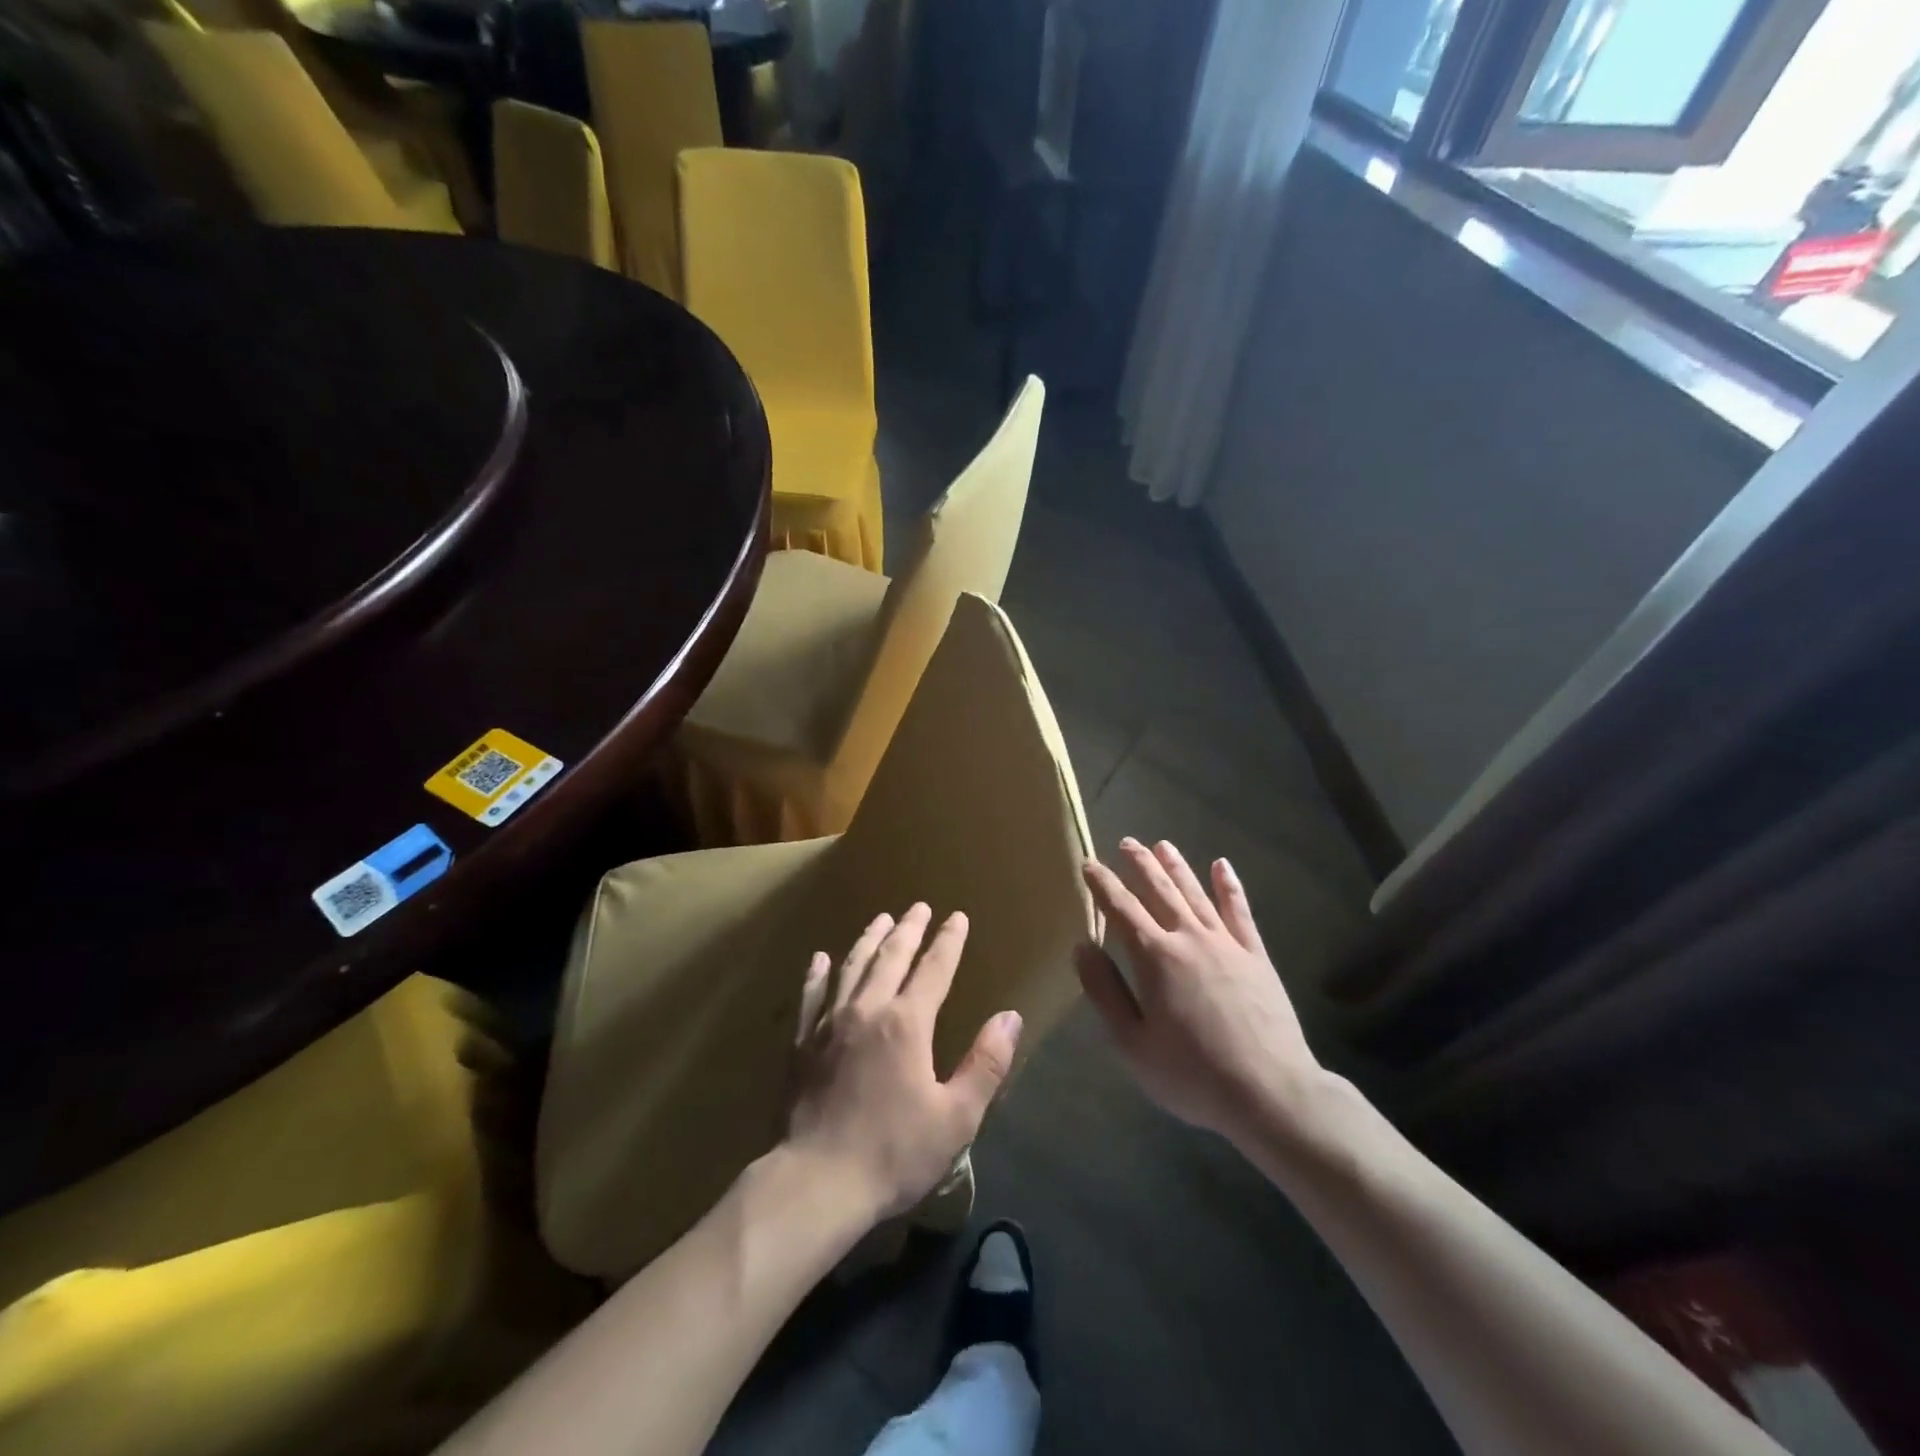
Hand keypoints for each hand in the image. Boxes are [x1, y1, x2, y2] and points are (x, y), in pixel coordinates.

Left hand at [785, 904, 1022, 1222]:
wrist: (816, 1182)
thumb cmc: (893, 1152)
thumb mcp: (956, 1117)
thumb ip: (985, 1064)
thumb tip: (1010, 1016)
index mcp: (907, 1023)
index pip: (934, 969)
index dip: (948, 941)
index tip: (957, 916)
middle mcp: (868, 1009)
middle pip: (891, 957)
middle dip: (909, 928)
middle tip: (919, 906)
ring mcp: (829, 1023)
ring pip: (852, 967)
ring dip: (869, 939)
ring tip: (880, 919)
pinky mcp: (802, 1044)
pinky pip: (811, 996)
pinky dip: (818, 974)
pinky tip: (820, 958)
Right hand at [1075, 839, 1325, 1150]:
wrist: (1270, 1093)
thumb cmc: (1192, 1074)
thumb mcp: (1132, 1044)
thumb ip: (1105, 991)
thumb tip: (1082, 947)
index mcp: (1155, 957)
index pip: (1121, 909)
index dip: (1103, 884)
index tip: (1088, 864)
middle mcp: (1189, 937)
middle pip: (1160, 890)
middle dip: (1140, 865)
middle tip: (1126, 843)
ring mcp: (1227, 943)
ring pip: (1196, 893)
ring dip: (1177, 866)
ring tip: (1162, 844)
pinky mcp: (1256, 956)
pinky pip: (1240, 911)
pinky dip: (1230, 886)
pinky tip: (1222, 866)